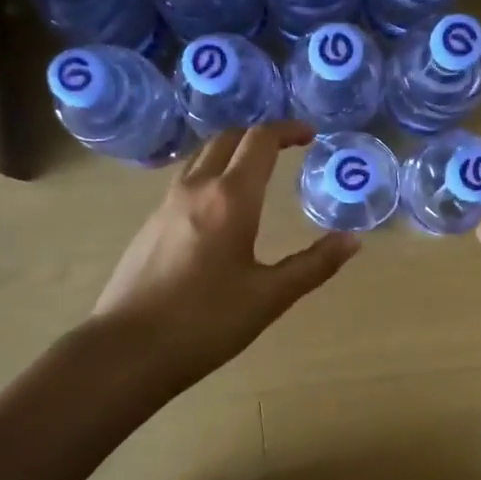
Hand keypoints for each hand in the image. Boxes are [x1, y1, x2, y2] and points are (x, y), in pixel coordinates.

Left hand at [91, 122, 358, 391]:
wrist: (127, 349)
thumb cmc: (205, 323)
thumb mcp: (269, 297)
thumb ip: (314, 265)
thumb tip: (353, 240)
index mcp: (230, 198)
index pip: (260, 140)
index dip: (288, 129)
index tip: (311, 135)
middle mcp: (196, 188)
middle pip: (228, 138)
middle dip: (260, 135)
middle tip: (287, 148)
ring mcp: (166, 203)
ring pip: (202, 156)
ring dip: (232, 150)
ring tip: (255, 170)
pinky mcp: (149, 223)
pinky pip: (185, 179)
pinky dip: (210, 172)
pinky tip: (220, 206)